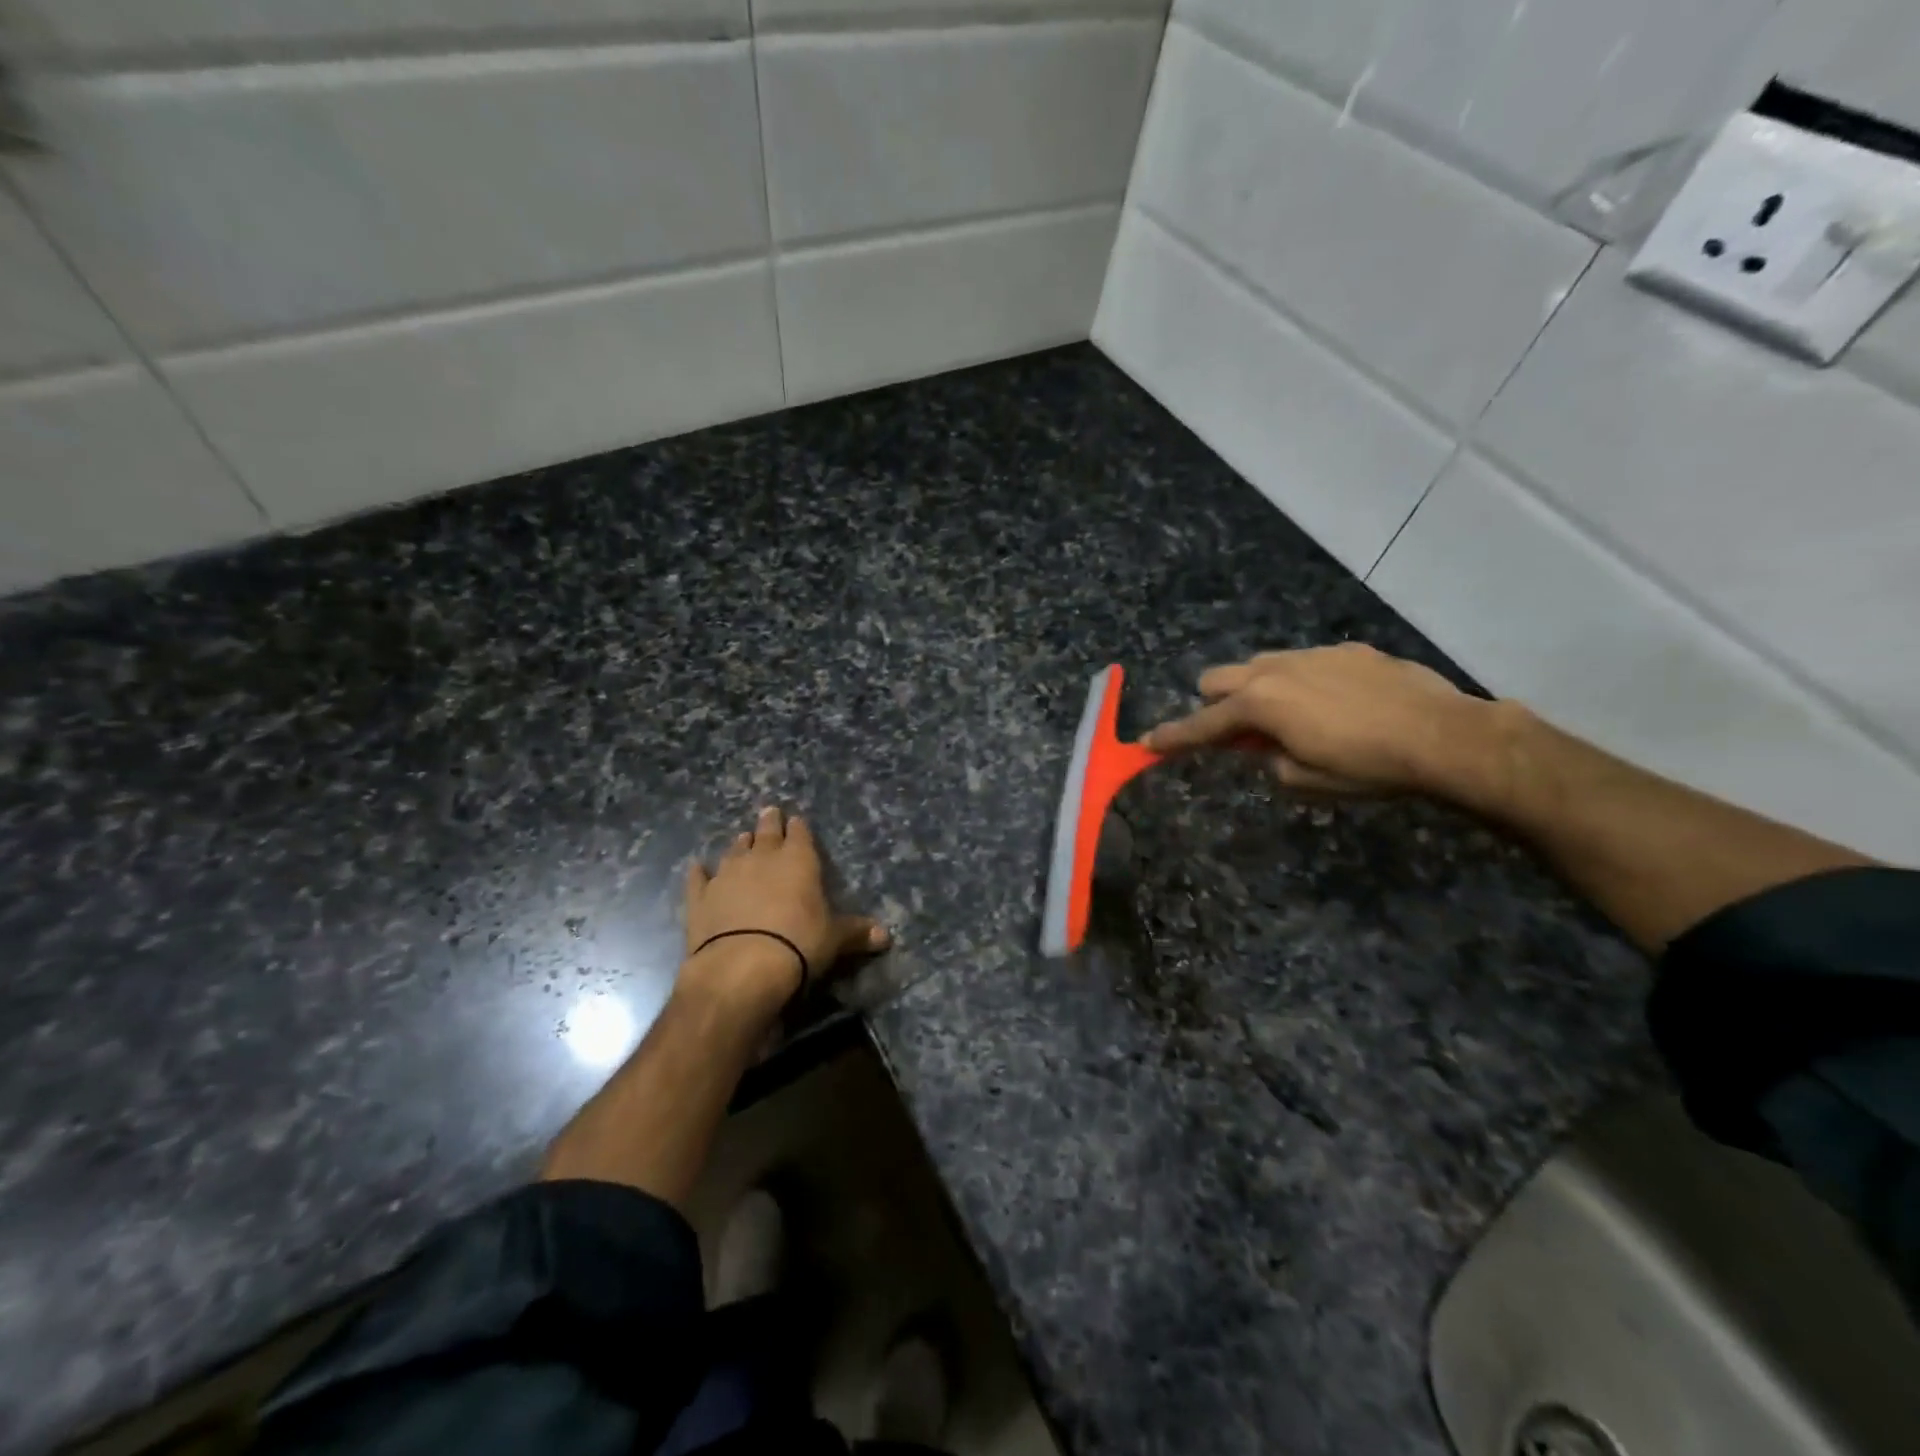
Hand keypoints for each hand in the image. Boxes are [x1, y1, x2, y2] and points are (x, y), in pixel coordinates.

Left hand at [683, 806, 889, 1002]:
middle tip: (769, 812)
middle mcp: (762, 858)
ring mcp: (728, 874)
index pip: (800, 834)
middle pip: (766, 832)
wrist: (742, 966)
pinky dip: (698, 872)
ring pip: (734, 850)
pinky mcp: (700, 897)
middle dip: (769, 822)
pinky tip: (696, 866)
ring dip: (740, 843)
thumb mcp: (835, 939)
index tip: (796, 821)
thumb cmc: (799, 943)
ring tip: (743, 837)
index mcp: (799, 861)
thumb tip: (886, 937)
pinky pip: (698, 878)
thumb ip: (857, 933)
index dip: (798, 828)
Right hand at [1143, 643, 1490, 794]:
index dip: (1173, 738)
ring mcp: (1312, 655)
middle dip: (1214, 705)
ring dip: (1255, 690)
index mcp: (1259, 705)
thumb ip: (1268, 760)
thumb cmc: (1367, 767)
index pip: (1202, 725)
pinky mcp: (1347, 650)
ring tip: (1290, 718)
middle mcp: (1275, 671)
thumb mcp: (1304, 781)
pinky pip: (1304, 662)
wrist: (1444, 736)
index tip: (1147, 743)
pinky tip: (1337, 705)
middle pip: (1217, 679)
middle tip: (1240, 735)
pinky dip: (1301, 683)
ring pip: (1259, 665)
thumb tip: (1263, 747)